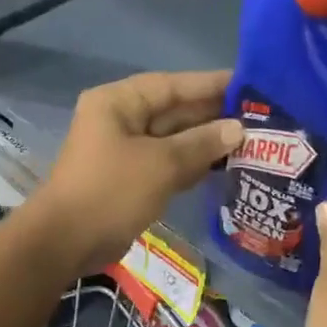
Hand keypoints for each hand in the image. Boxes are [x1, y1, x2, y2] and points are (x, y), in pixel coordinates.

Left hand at [32, 70, 242, 273]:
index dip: (210, 84)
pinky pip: (167, 163)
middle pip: (173, 111)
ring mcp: (124, 151)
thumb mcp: (161, 164)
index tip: (248, 84)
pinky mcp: (130, 179)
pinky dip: (192, 164)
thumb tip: (237, 129)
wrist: (66, 242)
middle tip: (259, 117)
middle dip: (212, 115)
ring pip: (173, 139)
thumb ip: (201, 143)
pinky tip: (225, 166)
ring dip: (206, 142)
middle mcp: (120, 120)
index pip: (171, 85)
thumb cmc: (111, 191)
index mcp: (118, 103)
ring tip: (251, 140)